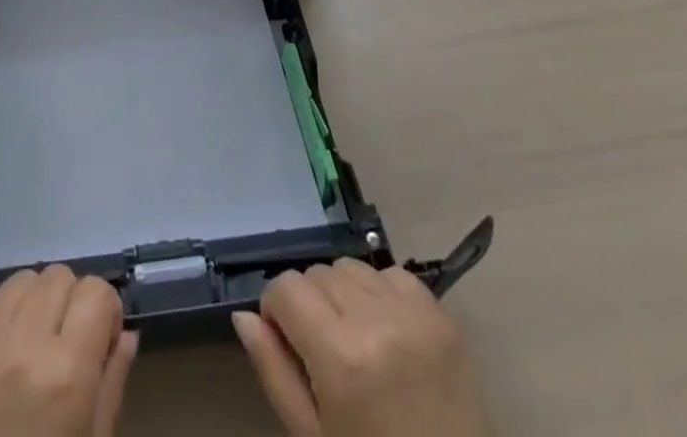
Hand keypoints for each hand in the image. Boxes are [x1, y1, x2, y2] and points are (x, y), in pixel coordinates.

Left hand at [0, 266, 139, 436]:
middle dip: (69, 301)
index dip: (104, 308)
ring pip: (24, 279)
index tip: (101, 335)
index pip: (96, 291)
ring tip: (31, 341)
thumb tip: (126, 333)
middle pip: (60, 275)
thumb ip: (112, 383)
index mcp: (68, 371)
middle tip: (65, 340)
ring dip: (34, 302)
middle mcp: (28, 341)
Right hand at [231, 260, 487, 436]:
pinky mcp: (442, 314)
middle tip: (323, 351)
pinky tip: (387, 332)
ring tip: (356, 339)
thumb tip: (243, 316)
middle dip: (310, 303)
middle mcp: (375, 319)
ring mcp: (414, 313)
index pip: (285, 287)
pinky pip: (392, 274)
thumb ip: (274, 372)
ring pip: (350, 266)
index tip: (287, 343)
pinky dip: (380, 293)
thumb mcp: (313, 436)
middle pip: (317, 272)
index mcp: (340, 356)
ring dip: (343, 294)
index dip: (277, 312)